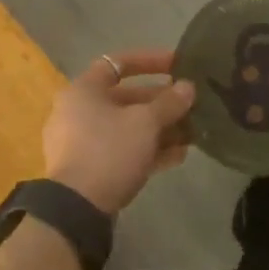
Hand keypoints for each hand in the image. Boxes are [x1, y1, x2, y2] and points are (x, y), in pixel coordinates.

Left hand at [42, 50, 195, 214]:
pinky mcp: (88, 169)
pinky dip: (147, 150)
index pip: (118, 63)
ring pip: (127, 127)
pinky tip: (178, 157)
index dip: (150, 61)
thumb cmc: (109, 150)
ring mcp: (81, 142)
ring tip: (192, 134)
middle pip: (126, 98)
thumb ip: (169, 103)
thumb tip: (188, 87)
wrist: (76, 208)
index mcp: (84, 90)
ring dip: (159, 129)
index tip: (179, 65)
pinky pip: (122, 150)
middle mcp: (78, 111)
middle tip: (191, 105)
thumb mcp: (145, 123)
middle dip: (161, 103)